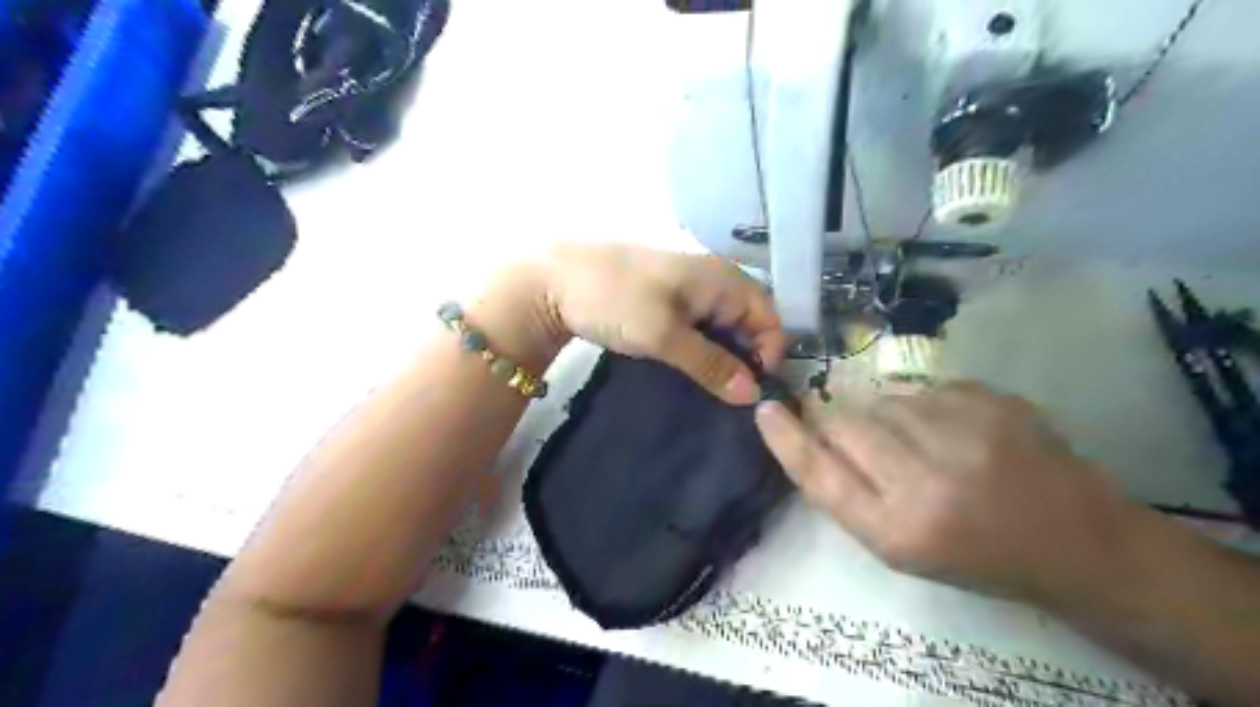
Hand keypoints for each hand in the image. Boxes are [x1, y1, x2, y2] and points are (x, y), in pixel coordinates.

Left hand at [503, 244, 784, 401]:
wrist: (554, 280)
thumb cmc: (616, 300)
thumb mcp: (665, 336)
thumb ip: (711, 364)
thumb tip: (753, 394)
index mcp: (722, 278)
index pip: (769, 316)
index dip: (769, 352)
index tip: (751, 388)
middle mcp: (713, 278)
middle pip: (749, 321)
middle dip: (746, 357)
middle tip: (730, 392)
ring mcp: (688, 287)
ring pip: (722, 325)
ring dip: (721, 355)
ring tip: (711, 385)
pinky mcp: (666, 299)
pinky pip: (698, 324)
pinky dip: (701, 346)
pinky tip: (689, 368)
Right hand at [757, 384, 1142, 605]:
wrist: (1079, 542)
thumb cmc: (977, 556)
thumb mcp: (900, 546)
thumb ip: (846, 492)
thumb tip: (807, 433)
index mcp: (900, 529)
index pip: (819, 471)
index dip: (786, 438)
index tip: (766, 410)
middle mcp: (928, 479)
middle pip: (845, 422)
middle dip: (841, 425)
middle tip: (869, 445)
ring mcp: (966, 432)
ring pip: (883, 400)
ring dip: (887, 417)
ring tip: (923, 446)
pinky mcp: (993, 400)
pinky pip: (925, 388)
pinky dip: (925, 407)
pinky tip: (956, 433)